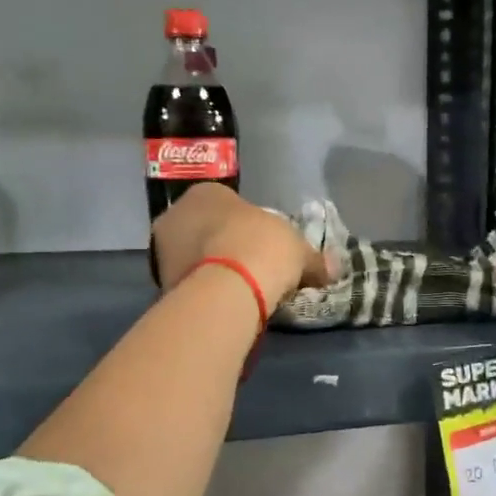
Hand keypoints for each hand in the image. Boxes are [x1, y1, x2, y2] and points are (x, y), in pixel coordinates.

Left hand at [150, 183, 329, 308]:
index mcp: (207, 192)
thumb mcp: (298, 250)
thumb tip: (335, 269)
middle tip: (250, 268)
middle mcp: (177, 213)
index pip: (226, 204)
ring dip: (211, 269)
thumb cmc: (262, 247)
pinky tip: (223, 304)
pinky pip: (189, 282)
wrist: (228, 288)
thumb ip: (315, 259)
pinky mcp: (160, 282)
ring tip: (239, 291)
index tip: (262, 246)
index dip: (247, 225)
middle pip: (205, 229)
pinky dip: (203, 291)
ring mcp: (163, 249)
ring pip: (193, 257)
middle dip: (224, 246)